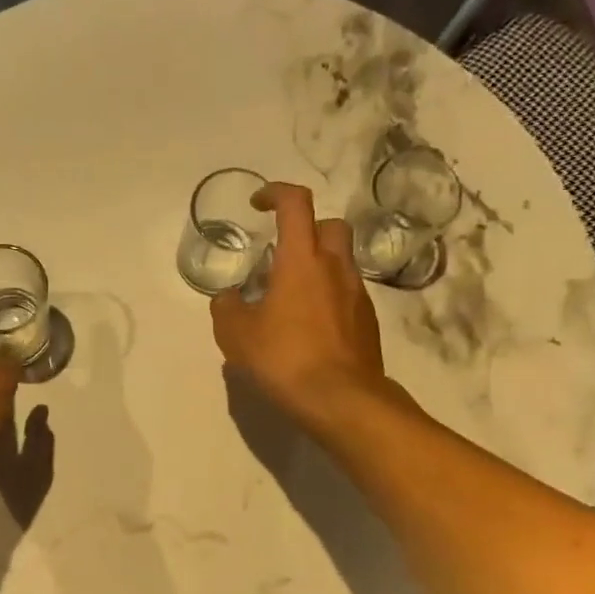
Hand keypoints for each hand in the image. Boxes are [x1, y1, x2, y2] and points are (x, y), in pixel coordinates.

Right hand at [210, 183, 390, 434]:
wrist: (342, 400)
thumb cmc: (284, 358)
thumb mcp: (236, 335)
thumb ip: (227, 308)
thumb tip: (229, 298)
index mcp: (302, 259)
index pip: (295, 203)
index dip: (276, 193)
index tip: (258, 204)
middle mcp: (335, 268)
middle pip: (330, 226)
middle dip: (306, 229)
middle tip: (281, 253)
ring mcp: (357, 294)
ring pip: (340, 262)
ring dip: (317, 267)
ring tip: (289, 299)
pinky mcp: (368, 322)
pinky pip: (346, 294)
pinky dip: (328, 297)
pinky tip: (308, 328)